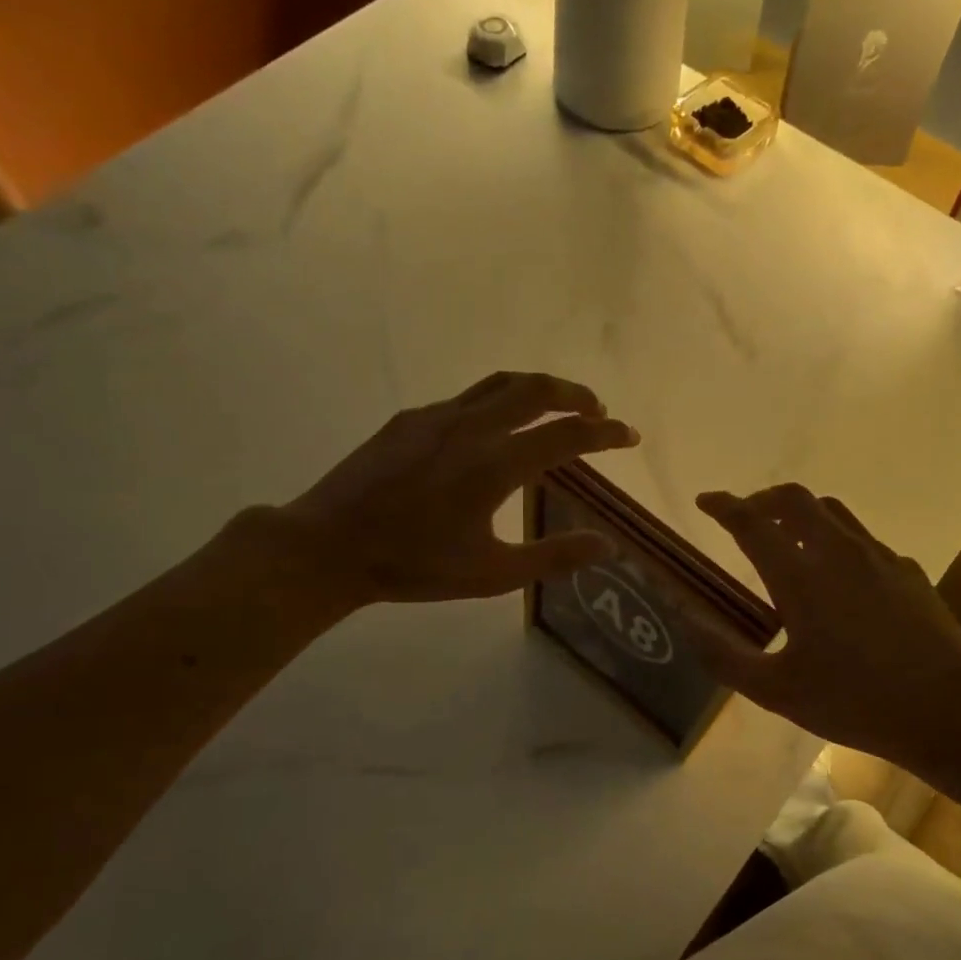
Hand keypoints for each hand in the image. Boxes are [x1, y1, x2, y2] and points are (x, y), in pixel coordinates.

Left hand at [279, 372, 638, 606]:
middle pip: (536, 391)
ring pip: (500, 384)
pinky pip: (466, 399)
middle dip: (575, 395)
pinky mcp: (410, 420)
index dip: (606, 434)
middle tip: (597, 411)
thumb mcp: (492, 575)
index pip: (567, 436)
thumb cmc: (414, 566)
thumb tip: (607, 545)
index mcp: (496, 465)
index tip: (630, 435)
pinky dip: (498, 403)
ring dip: (537, 389)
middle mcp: (471, 428)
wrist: (329, 547)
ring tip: (556, 406)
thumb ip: (553, 557)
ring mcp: (437, 418)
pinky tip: (493, 430)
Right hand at [688, 484, 960, 773]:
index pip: (752, 522)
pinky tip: (839, 577)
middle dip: (763, 498)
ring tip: (788, 537)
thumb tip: (684, 621)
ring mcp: (878, 558)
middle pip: (795, 499)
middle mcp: (838, 553)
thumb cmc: (854, 702)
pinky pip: (862, 539)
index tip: (706, 501)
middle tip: (746, 517)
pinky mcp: (907, 570)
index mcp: (800, 578)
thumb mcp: (776, 691)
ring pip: (832, 511)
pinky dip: (837, 540)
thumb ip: (724, 656)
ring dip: (801, 513)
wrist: (947, 709)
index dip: (724, 506)